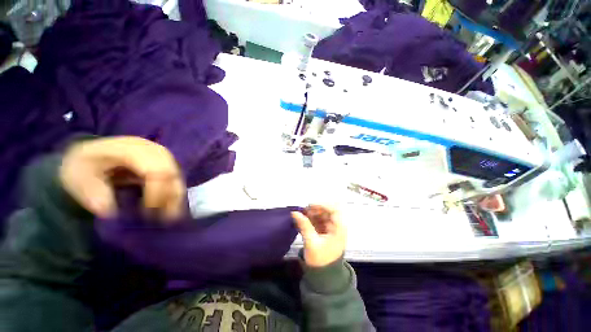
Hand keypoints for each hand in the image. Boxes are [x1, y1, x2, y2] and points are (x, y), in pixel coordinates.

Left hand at [60, 136, 184, 221]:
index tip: (148, 213)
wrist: (90, 155)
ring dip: (176, 197)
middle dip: (170, 196)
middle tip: (164, 218)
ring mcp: (162, 156)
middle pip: (172, 173)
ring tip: (170, 216)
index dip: (157, 192)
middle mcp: (153, 150)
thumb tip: (111, 211)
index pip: (156, 170)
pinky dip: (175, 194)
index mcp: (131, 149)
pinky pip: (176, 179)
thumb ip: (91, 192)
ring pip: (178, 176)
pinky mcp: (166, 163)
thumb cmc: (83, 166)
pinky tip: (171, 207)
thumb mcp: (76, 176)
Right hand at [291, 205, 346, 266]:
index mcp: (339, 229)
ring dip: (313, 214)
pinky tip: (304, 220)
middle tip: (303, 211)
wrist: (324, 276)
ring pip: (323, 215)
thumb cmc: (320, 260)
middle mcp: (337, 226)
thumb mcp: (311, 242)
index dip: (323, 205)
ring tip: (302, 215)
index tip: (309, 206)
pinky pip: (319, 220)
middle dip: (315, 209)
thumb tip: (294, 212)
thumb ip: (304, 225)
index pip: (334, 210)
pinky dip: (312, 219)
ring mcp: (332, 229)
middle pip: (328, 211)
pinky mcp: (326, 231)